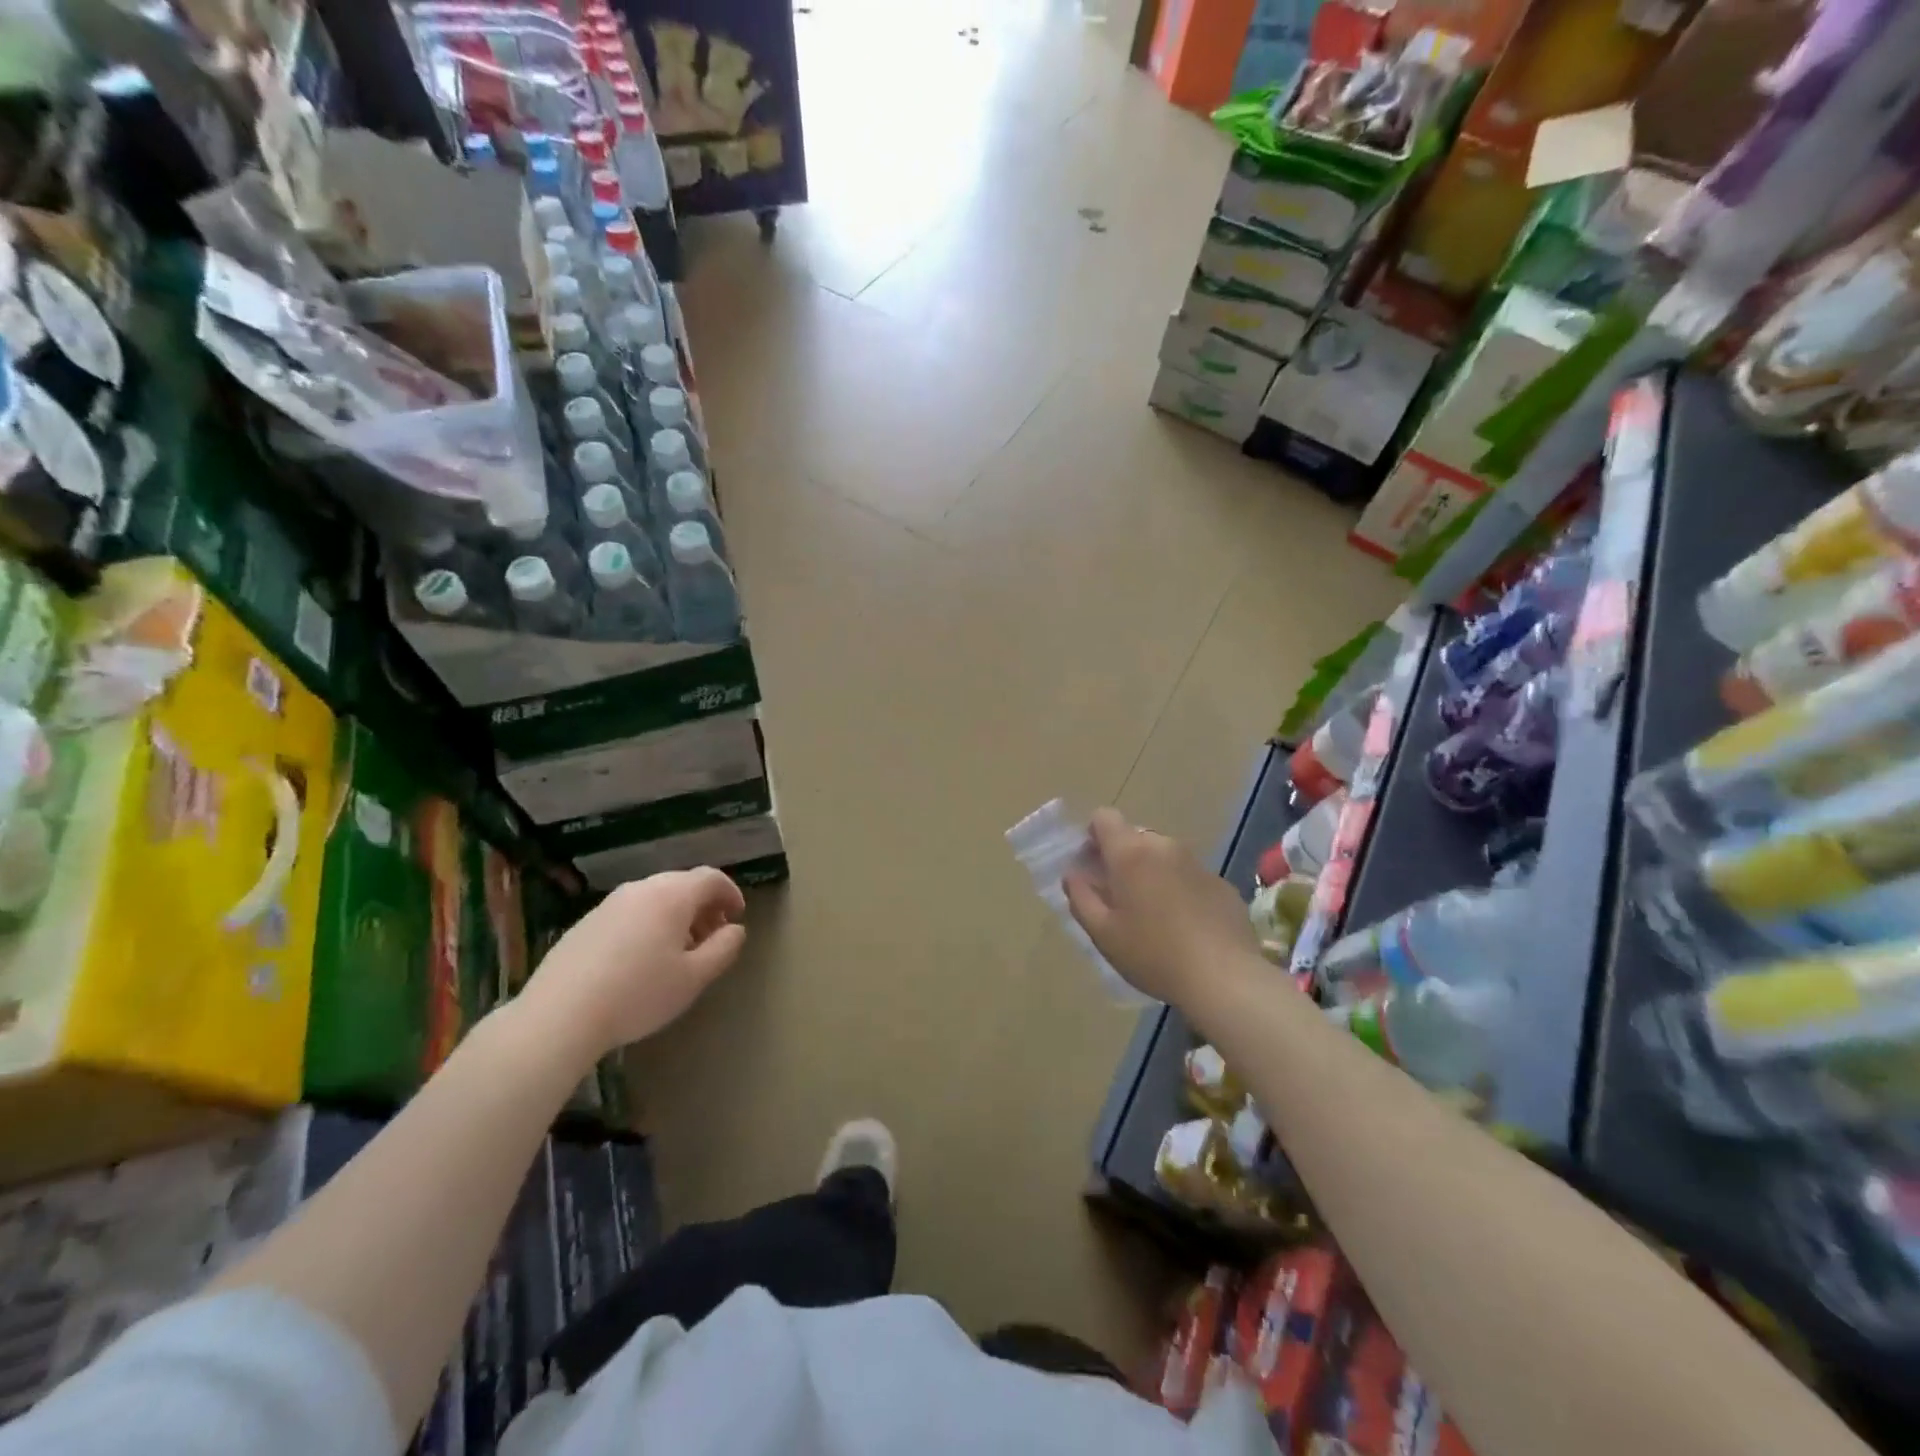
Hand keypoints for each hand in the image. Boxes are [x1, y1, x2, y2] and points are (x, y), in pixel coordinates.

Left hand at [519, 868, 746, 1060]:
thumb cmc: (639, 994)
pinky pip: (630, 912)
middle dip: (703, 906)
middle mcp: (641, 889)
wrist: (560, 1015)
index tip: (737, 917)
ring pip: (655, 898)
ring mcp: (610, 904)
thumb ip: (723, 948)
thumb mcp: (694, 977)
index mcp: (672, 895)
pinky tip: (641, 960)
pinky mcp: (586, 922)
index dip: (730, 893)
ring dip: (676, 916)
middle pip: (682, 884)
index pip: (711, 878)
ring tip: (679, 952)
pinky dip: (648, 924)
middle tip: (712, 936)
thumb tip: (735, 930)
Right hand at [1064, 808, 1259, 1003]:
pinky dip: (1179, 889)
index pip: (1104, 817)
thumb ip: (1081, 897)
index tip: (1093, 867)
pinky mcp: (1221, 883)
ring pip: (1163, 856)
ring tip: (1153, 915)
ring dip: (1152, 873)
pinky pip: (1189, 875)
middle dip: (1122, 859)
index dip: (1094, 837)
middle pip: (1134, 837)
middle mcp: (1164, 846)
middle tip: (1120, 899)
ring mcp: (1197, 862)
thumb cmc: (1152, 954)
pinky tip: (1184, 926)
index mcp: (1130, 853)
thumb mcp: (1103, 933)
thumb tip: (1073, 874)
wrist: (1224, 978)